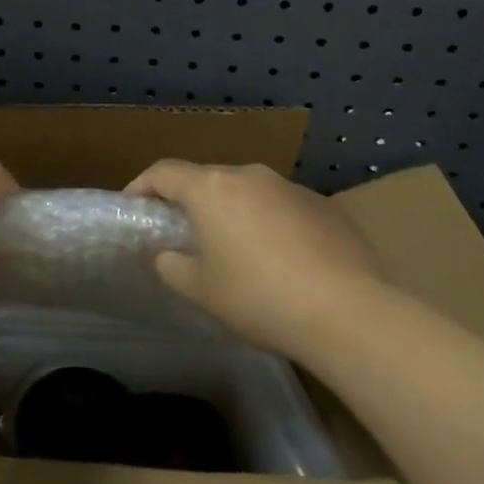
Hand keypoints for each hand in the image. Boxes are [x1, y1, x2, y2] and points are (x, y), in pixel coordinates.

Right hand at [125, 161, 383, 362]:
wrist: (350, 312)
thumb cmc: (260, 297)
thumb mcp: (202, 290)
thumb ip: (172, 266)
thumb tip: (167, 255)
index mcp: (211, 188)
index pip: (163, 172)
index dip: (142, 186)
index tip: (132, 206)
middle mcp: (249, 175)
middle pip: (207, 179)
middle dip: (191, 201)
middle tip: (185, 235)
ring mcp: (291, 187)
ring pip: (248, 191)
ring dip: (234, 212)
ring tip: (237, 250)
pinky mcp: (326, 206)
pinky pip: (283, 207)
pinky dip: (271, 223)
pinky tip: (283, 260)